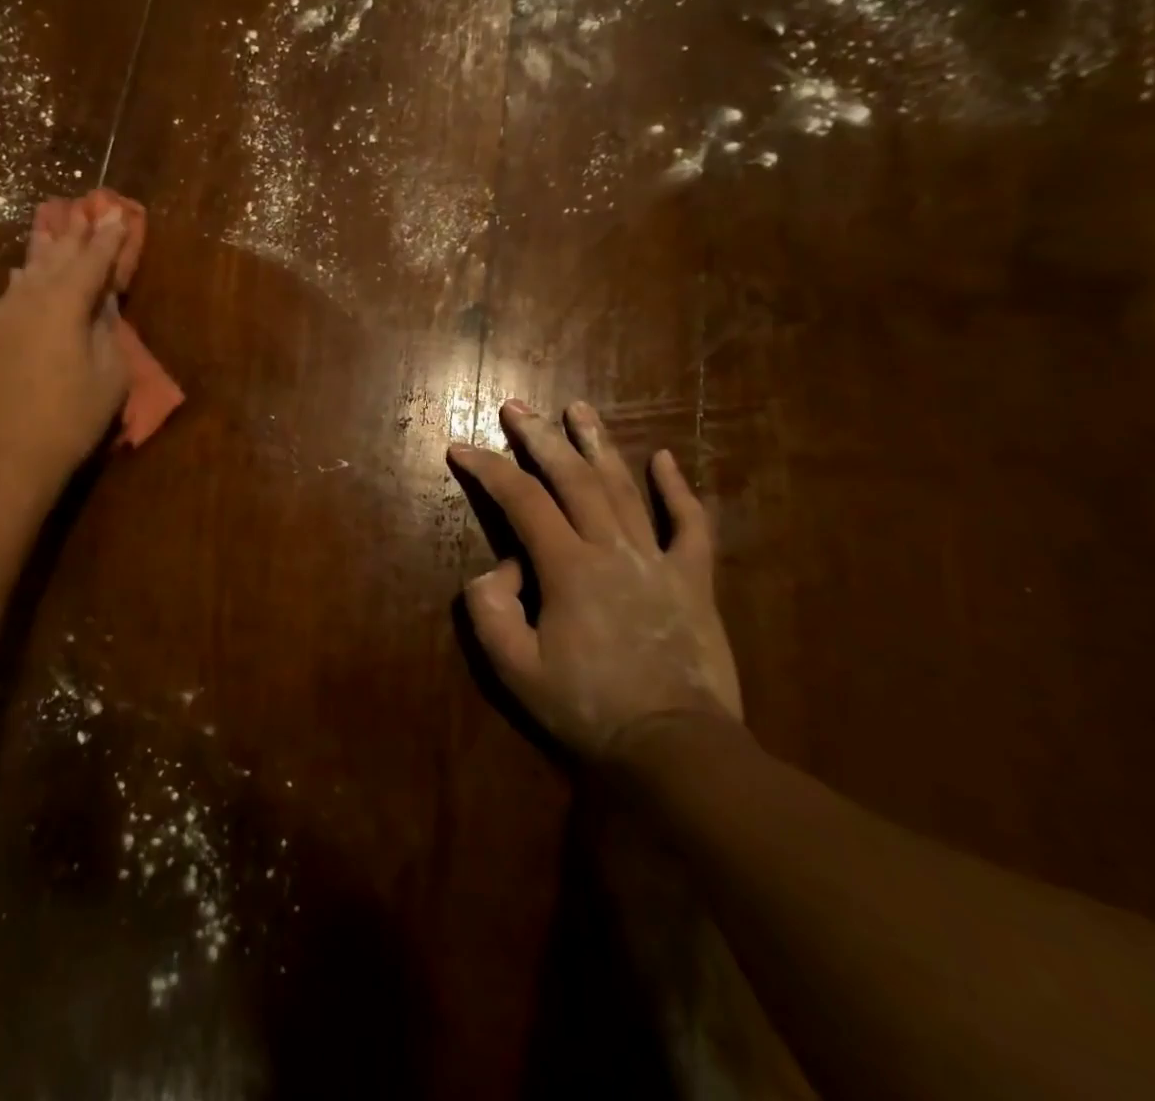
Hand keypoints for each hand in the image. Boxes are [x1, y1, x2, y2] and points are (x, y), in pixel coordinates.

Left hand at [0, 206, 129, 493]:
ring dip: (48, 249)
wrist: (4, 454)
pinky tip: (24, 272)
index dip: (108, 237)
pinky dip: (25, 277)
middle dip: (77, 233)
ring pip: (29, 270)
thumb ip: (108, 331)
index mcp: (65, 303)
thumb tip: (102, 303)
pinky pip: (11, 292)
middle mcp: (29, 297)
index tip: (119, 213)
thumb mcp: (110, 376)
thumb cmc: (70, 417)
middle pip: (57, 256)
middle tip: (90, 209)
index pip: (92, 260)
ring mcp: (2, 315)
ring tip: (57, 228)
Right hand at [448, 398, 741, 760]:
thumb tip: (499, 568)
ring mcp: (658, 560)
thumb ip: (490, 611)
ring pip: (625, 488)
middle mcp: (612, 548)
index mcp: (567, 567)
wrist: (676, 747)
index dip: (487, 469)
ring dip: (598, 444)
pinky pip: (691, 526)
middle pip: (572, 478)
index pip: (520, 500)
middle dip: (539, 437)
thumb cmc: (589, 708)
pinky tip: (665, 459)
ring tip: (578, 408)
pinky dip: (678, 491)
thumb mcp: (515, 670)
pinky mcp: (693, 580)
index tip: (460, 448)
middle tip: (516, 407)